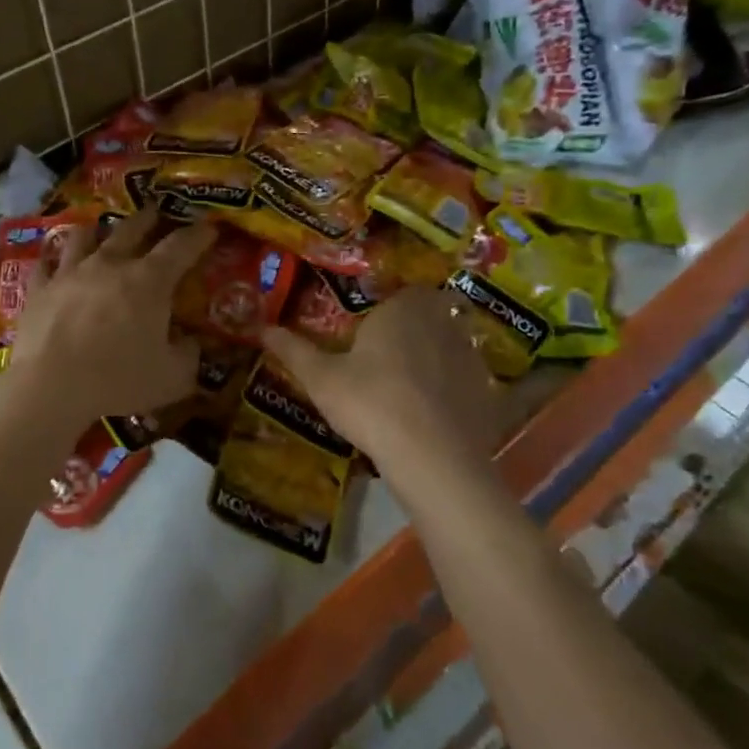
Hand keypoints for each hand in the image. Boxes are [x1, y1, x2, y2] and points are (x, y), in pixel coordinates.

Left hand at [8, 210, 215, 426]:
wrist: (50, 386)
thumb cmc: (118, 380)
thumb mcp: (172, 377)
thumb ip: (188, 355)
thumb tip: (191, 342)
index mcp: (149, 281)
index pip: (181, 246)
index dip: (199, 235)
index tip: (209, 228)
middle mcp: (109, 264)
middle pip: (131, 229)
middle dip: (148, 218)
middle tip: (155, 212)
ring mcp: (69, 273)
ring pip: (83, 237)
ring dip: (95, 230)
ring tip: (98, 229)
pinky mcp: (39, 289)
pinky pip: (44, 265)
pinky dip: (51, 260)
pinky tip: (50, 261)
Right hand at [261, 286, 503, 489]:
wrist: (432, 457)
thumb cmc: (370, 403)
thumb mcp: (321, 379)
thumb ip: (294, 350)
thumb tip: (262, 328)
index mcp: (403, 309)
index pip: (403, 291)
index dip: (390, 307)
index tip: (372, 328)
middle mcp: (442, 321)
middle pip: (431, 313)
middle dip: (414, 327)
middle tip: (387, 354)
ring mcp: (470, 356)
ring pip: (452, 344)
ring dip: (436, 355)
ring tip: (409, 384)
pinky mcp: (487, 391)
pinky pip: (467, 379)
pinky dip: (453, 388)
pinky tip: (434, 411)